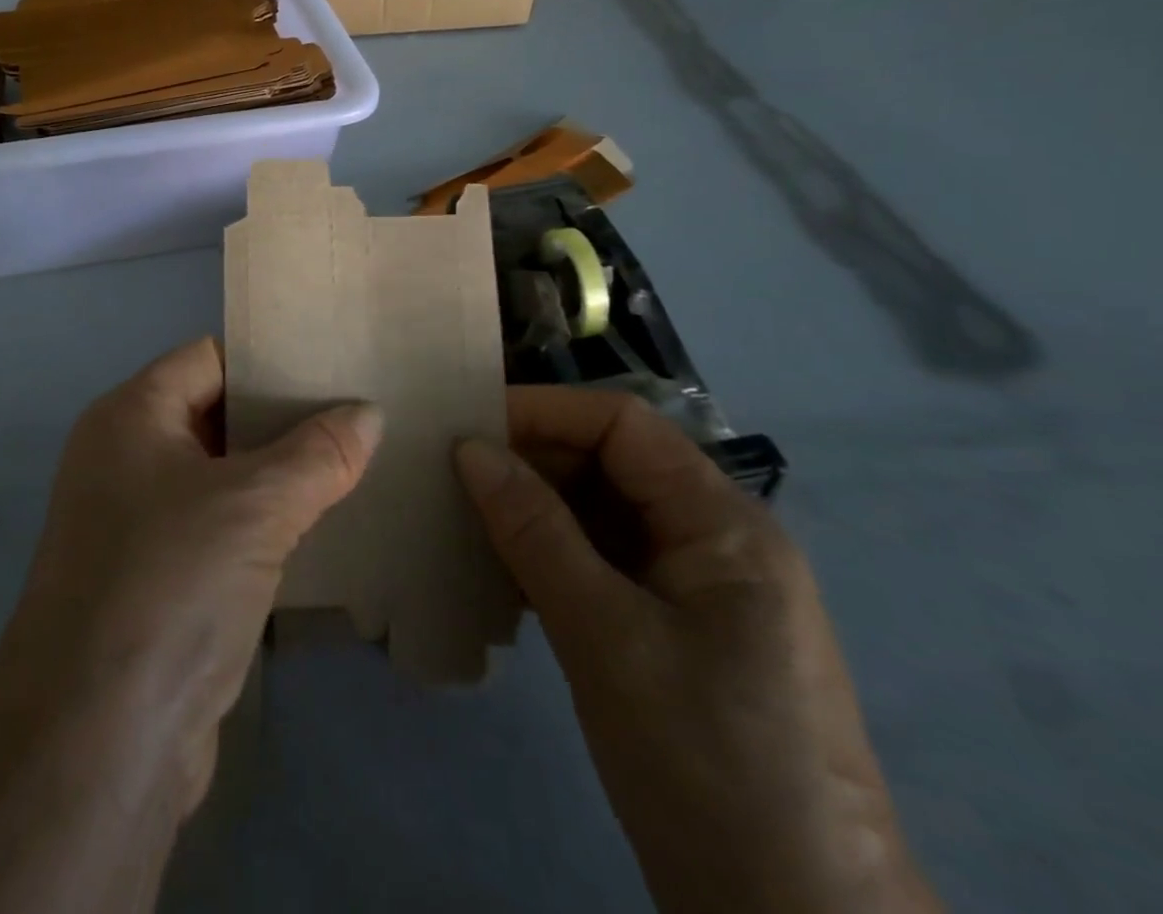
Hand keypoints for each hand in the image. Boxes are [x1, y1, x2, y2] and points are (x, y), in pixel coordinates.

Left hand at [0, 339, 379, 913]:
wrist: (97, 742)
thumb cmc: (171, 584)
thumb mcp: (255, 506)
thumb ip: (317, 453)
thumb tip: (369, 413)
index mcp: (129, 416)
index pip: (208, 358)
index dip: (268, 358)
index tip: (333, 365)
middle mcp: (123, 458)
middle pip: (213, 415)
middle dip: (281, 420)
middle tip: (357, 418)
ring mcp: (133, 522)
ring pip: (218, 478)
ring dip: (276, 478)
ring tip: (352, 467)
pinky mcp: (153, 580)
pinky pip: (215, 530)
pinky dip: (260, 526)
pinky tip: (318, 532)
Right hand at [455, 389, 942, 913]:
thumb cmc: (708, 763)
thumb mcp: (606, 635)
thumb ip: (535, 531)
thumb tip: (470, 447)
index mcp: (723, 524)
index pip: (622, 424)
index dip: (543, 411)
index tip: (466, 426)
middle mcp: (715, 542)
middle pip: (610, 465)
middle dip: (531, 462)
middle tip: (451, 477)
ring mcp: (697, 592)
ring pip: (600, 516)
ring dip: (533, 512)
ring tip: (463, 521)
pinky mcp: (675, 635)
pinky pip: (603, 566)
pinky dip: (549, 559)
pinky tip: (500, 578)